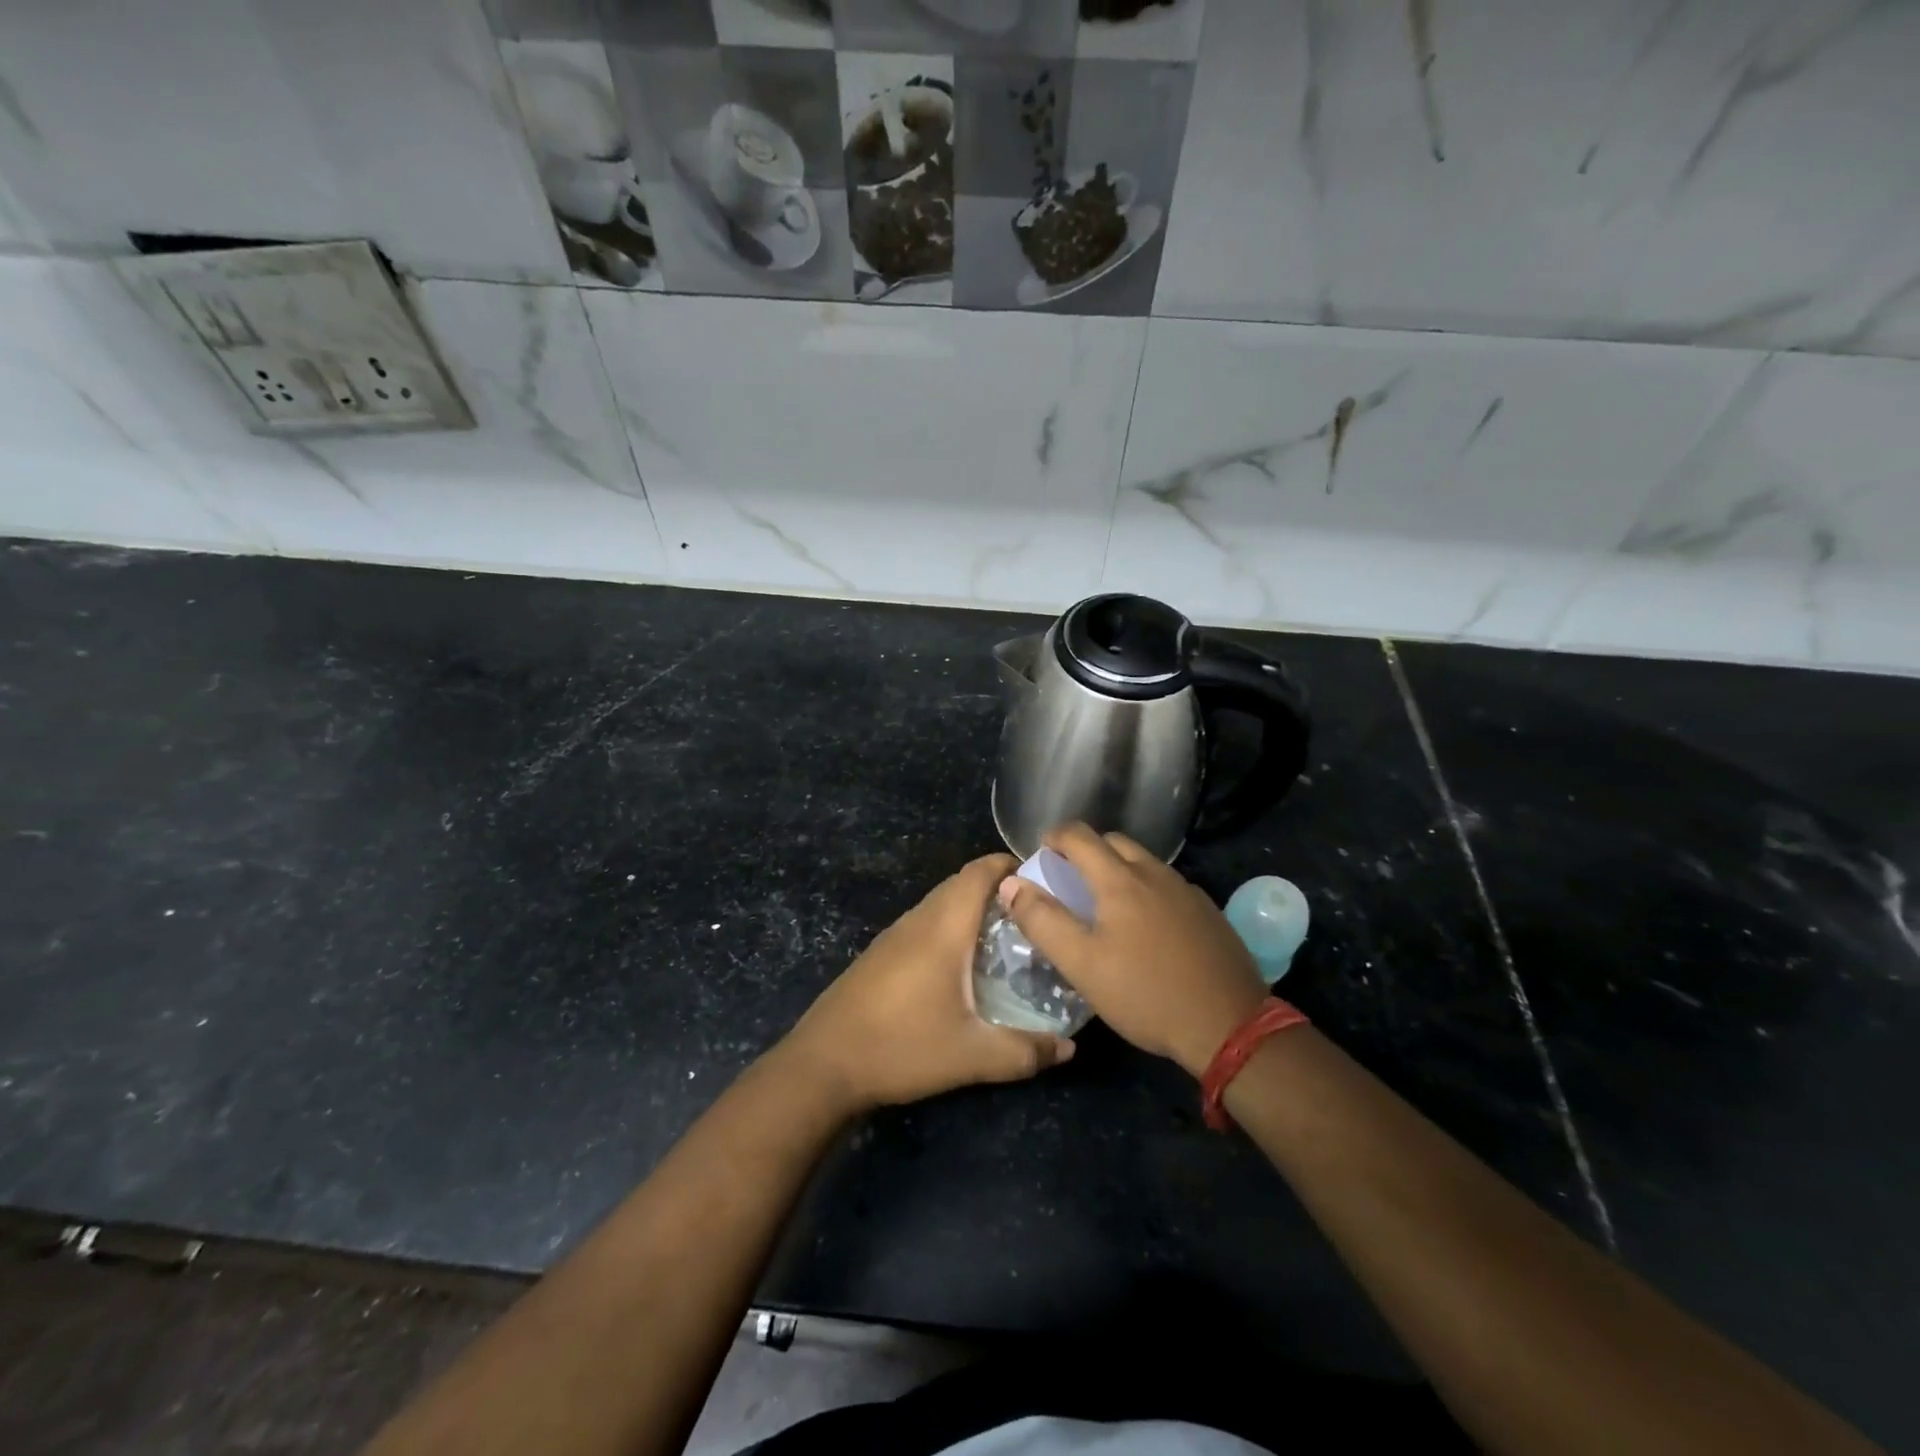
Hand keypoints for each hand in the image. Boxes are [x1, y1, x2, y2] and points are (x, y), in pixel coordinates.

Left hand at [780, 852, 1074, 1112]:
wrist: (822, 1064)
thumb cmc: (901, 1047)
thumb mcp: (971, 1055)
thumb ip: (1025, 1051)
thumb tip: (1070, 1048)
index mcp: (943, 927)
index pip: (979, 872)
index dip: (1010, 864)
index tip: (1043, 878)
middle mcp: (918, 920)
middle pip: (961, 883)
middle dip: (998, 888)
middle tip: (1035, 913)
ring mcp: (895, 935)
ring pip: (940, 903)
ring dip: (973, 907)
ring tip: (1008, 936)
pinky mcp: (880, 953)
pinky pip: (925, 923)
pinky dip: (951, 926)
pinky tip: (963, 964)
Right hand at [1000, 824, 1266, 1078]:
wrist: (1230, 1025)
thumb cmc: (1146, 994)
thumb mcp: (1082, 965)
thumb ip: (1043, 921)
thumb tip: (1011, 884)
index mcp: (1120, 880)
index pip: (1079, 835)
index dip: (1054, 837)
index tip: (1041, 854)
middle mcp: (1155, 873)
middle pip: (1114, 842)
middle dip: (1086, 850)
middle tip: (1069, 879)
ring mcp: (1186, 890)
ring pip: (1144, 862)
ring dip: (1118, 869)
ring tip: (1105, 904)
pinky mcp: (1208, 912)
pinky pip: (1167, 885)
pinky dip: (1146, 889)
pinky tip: (1147, 927)